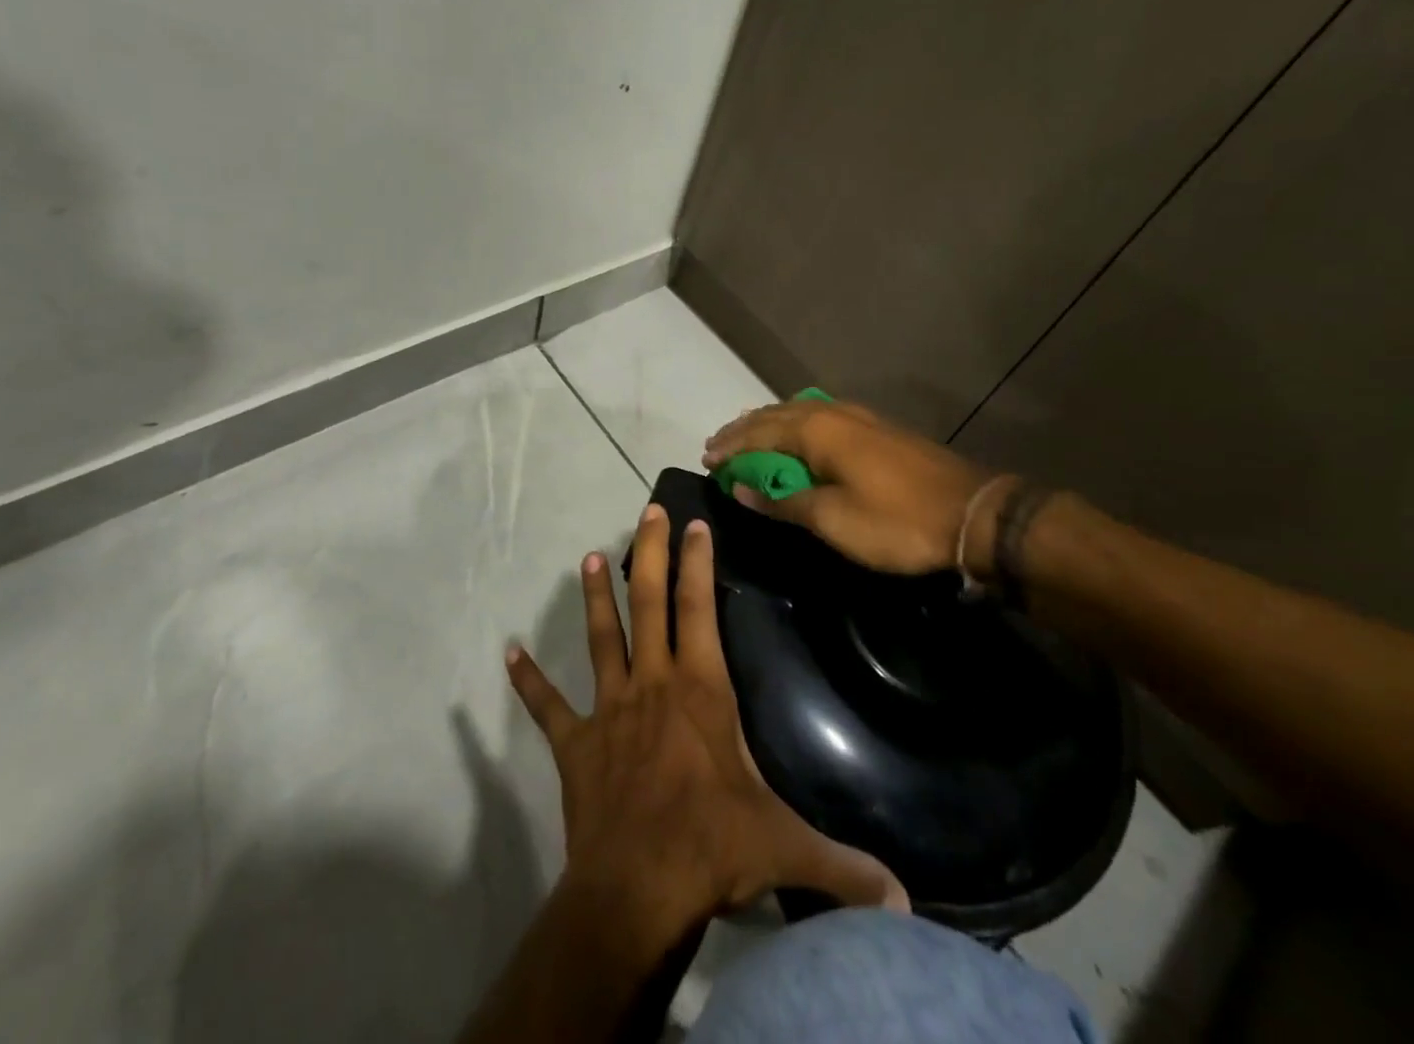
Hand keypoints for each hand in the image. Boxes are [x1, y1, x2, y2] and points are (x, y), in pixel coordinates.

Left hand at [505, 504, 907, 951]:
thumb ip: (844, 865)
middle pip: (648, 603)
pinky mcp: (575, 744)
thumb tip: (905, 901)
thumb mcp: (786, 848)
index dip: (697, 562)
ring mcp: (608, 709)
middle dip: (649, 553)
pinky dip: (528, 680)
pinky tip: (508, 653)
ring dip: (595, 597)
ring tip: (589, 558)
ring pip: (601, 638)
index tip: (694, 522)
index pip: (700, 607)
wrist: (636, 889)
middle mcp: (652, 683)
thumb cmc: (712, 848)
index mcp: (699, 688)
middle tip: (646, 511)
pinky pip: (547, 706)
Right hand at [704, 399, 1004, 578]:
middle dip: (744, 430)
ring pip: (799, 411)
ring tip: (749, 436)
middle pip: (776, 415)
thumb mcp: (832, 520)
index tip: (706, 459)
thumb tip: (742, 489)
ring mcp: (858, 417)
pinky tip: (797, 436)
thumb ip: (783, 502)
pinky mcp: (877, 429)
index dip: (731, 448)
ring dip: (769, 424)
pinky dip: (795, 426)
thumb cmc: (896, 522)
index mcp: (816, 431)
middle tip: (719, 444)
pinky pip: (820, 417)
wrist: (973, 514)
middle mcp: (832, 413)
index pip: (758, 434)